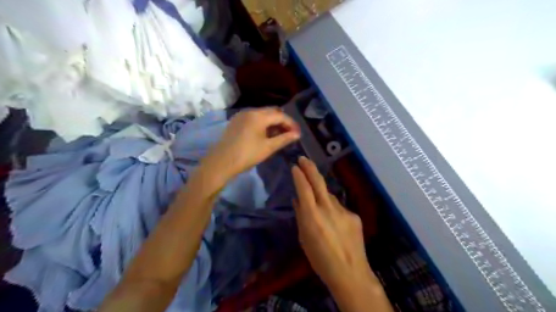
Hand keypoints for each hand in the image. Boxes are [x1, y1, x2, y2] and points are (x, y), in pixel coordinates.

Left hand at [202, 108, 301, 184]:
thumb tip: (297, 134)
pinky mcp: (236, 121)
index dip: (291, 124)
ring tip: (279, 135)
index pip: (280, 115)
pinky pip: (253, 118)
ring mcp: (241, 115)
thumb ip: (284, 139)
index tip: (298, 133)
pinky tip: (265, 134)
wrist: (221, 162)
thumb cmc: (247, 155)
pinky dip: (262, 124)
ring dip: (272, 122)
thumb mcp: (268, 147)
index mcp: (258, 116)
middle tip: (290, 133)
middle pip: (271, 112)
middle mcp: (250, 111)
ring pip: (262, 114)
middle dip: (282, 121)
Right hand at [291, 159, 372, 292]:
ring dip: (321, 195)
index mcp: (312, 216)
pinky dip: (333, 210)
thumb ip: (301, 216)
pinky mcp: (354, 215)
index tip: (295, 166)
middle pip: (318, 182)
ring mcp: (343, 211)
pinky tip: (333, 223)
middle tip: (303, 158)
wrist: (350, 273)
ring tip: (318, 207)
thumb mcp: (304, 239)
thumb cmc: (320, 260)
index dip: (299, 175)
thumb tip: (297, 200)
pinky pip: (339, 207)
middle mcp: (328, 209)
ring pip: (329, 196)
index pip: (304, 189)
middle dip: (310, 168)